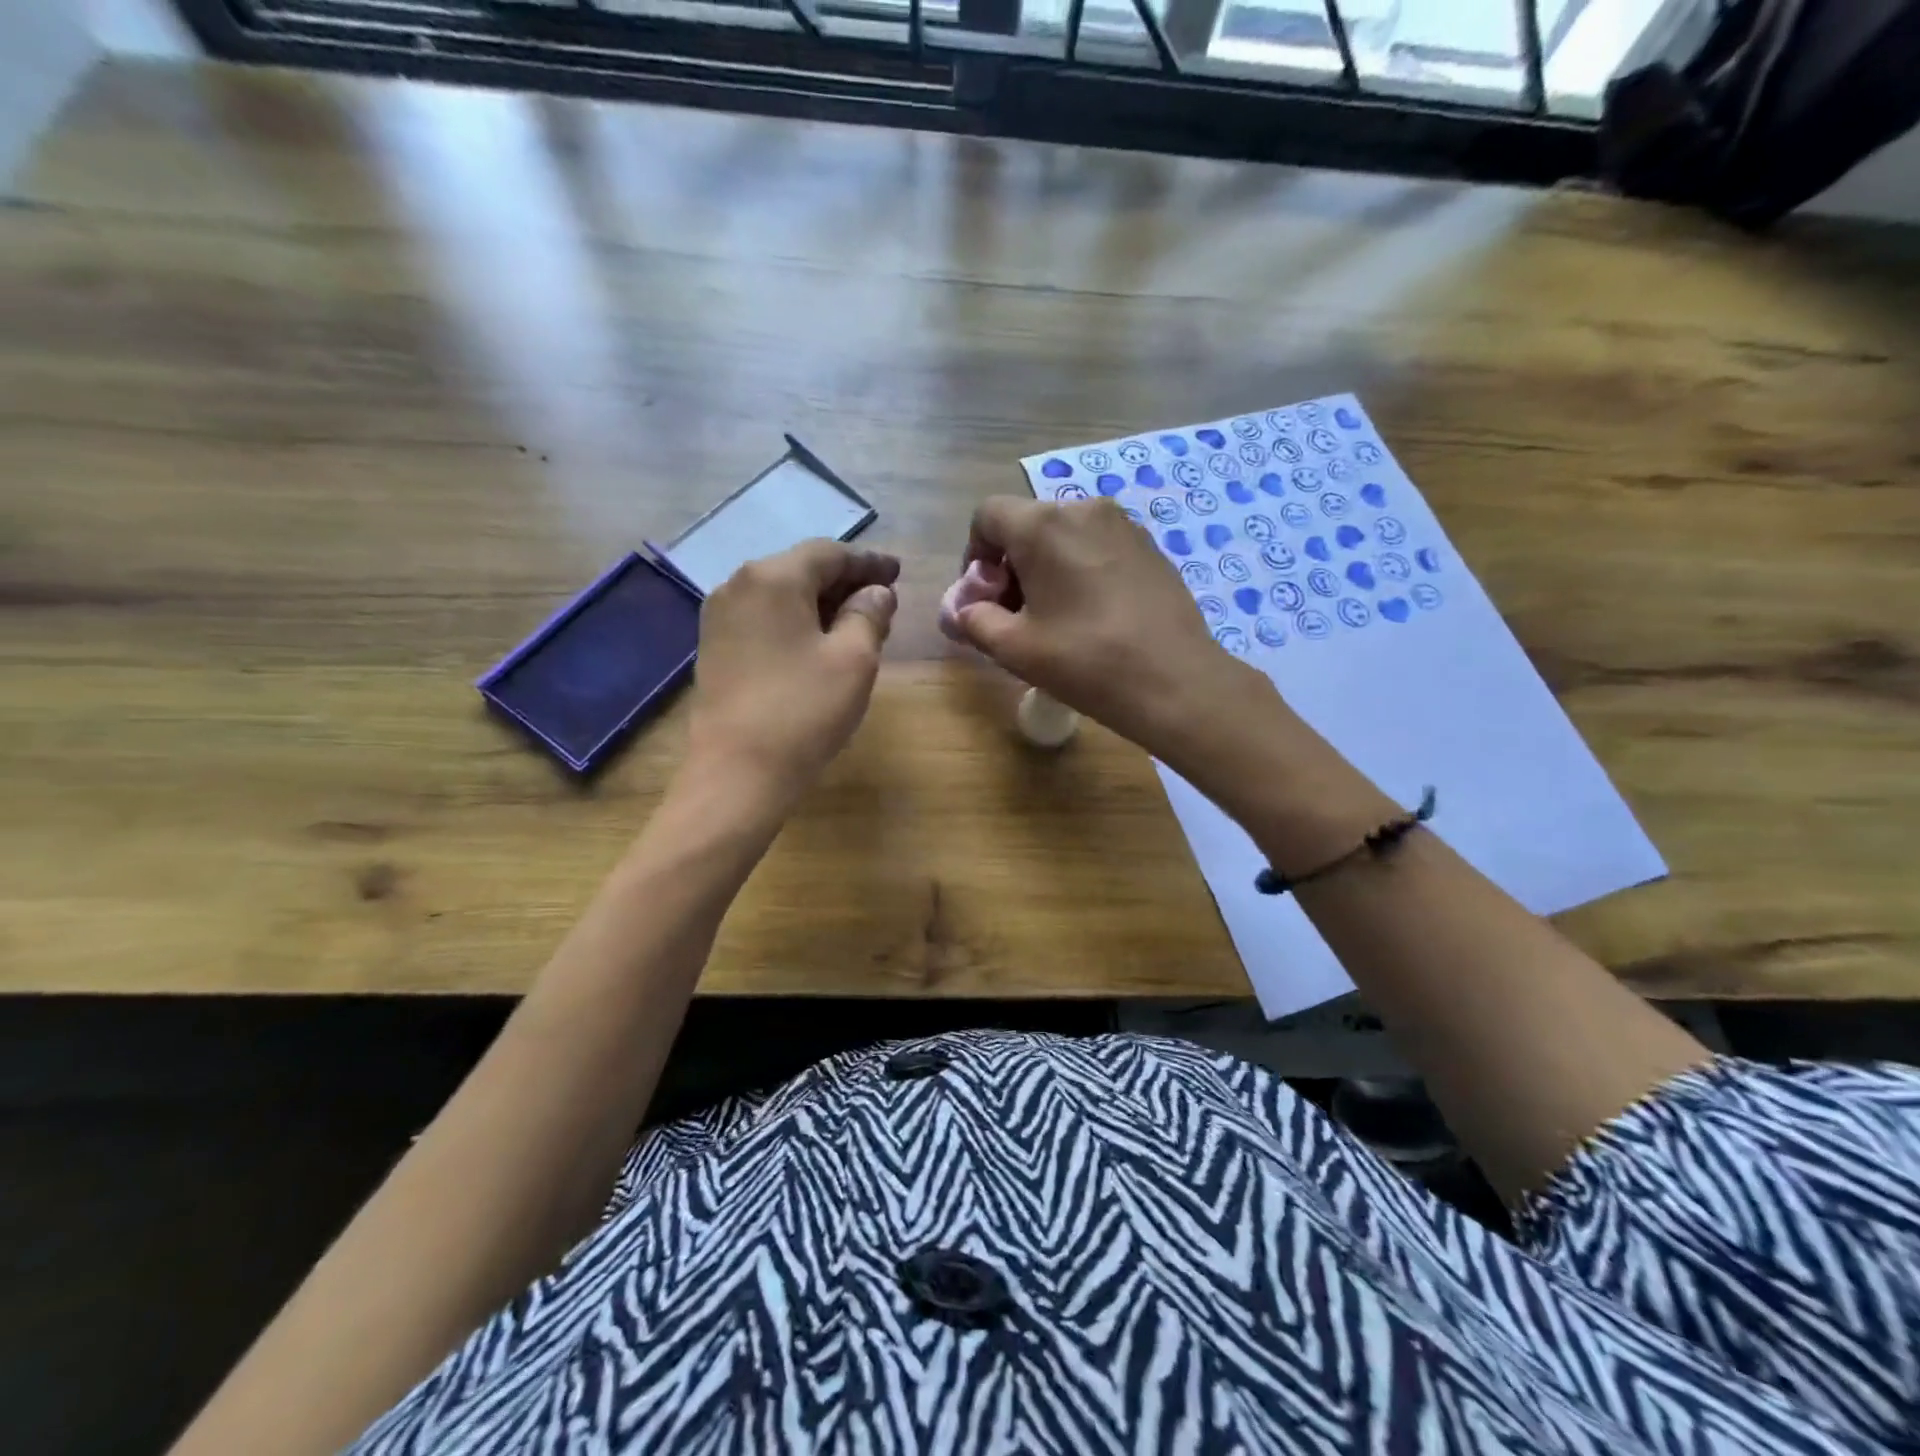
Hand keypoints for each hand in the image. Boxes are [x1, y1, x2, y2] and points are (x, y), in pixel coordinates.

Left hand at [683, 540, 898, 809]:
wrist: (736, 773)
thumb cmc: (803, 711)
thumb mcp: (854, 660)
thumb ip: (869, 615)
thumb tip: (876, 593)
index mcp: (773, 577)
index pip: (830, 554)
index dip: (869, 563)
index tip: (898, 573)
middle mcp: (738, 585)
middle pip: (801, 569)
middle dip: (845, 582)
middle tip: (882, 600)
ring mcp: (720, 617)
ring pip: (781, 595)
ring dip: (821, 603)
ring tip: (856, 623)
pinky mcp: (714, 647)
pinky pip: (764, 618)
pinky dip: (796, 622)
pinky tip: (818, 642)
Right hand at [949, 496, 1253, 759]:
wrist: (1174, 681)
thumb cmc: (1085, 661)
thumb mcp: (1013, 648)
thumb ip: (974, 620)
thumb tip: (964, 610)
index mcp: (1043, 525)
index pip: (987, 516)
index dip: (974, 555)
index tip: (985, 597)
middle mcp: (1083, 509)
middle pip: (1027, 524)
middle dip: (1011, 564)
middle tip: (1016, 614)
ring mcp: (1123, 525)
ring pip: (1064, 535)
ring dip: (1046, 567)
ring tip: (1055, 617)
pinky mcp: (1150, 546)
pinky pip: (1097, 546)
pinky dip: (1081, 569)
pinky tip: (1092, 614)